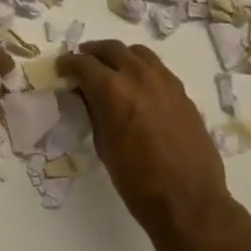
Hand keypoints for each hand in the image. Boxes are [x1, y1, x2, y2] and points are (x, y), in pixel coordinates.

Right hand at [58, 40, 238, 250]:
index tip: (62, 67)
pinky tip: (135, 86)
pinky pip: (157, 68)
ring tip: (109, 70)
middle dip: (92, 53)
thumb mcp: (104, 146)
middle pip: (111, 49)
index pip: (84, 63)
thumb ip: (94, 112)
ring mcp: (166, 82)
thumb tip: (86, 94)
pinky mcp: (182, 93)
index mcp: (114, 91)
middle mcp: (140, 77)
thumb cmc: (137, 182)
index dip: (69, 63)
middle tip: (82, 64)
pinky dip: (140, 69)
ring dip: (119, 56)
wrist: (188, 201)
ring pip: (138, 53)